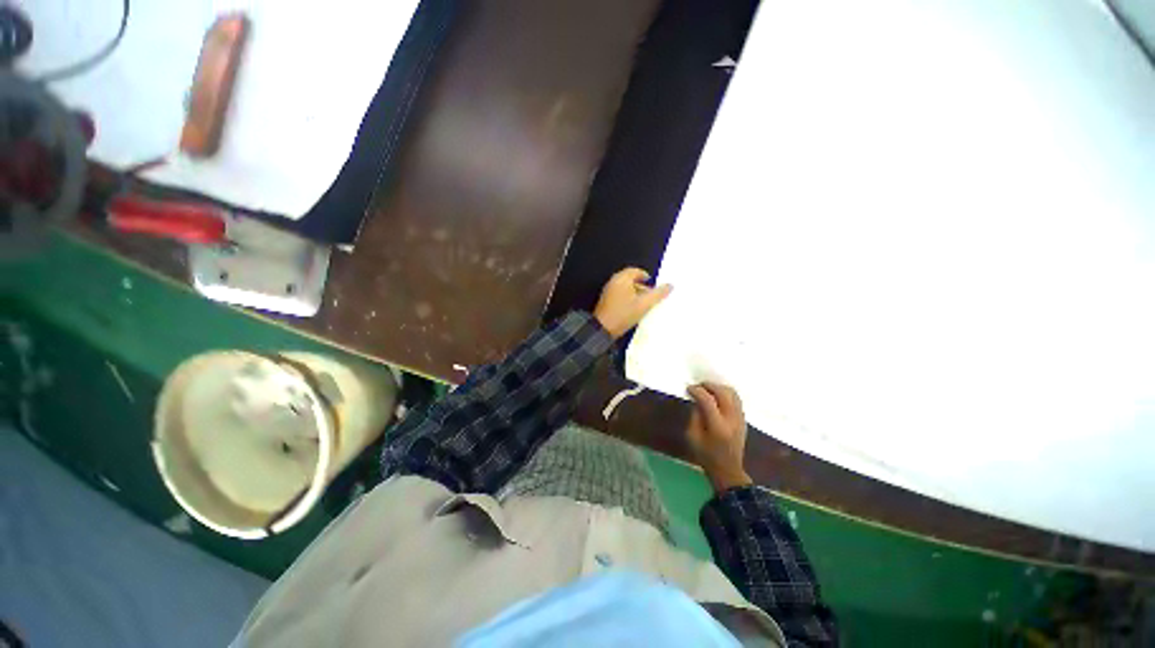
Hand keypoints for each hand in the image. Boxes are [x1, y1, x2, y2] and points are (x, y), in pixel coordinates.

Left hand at [593, 267, 671, 339]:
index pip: (635, 271)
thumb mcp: (644, 304)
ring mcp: (608, 291)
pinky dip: (628, 298)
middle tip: (651, 295)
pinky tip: (634, 308)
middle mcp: (614, 281)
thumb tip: (670, 285)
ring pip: (625, 288)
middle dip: (642, 286)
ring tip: (644, 303)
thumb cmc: (624, 314)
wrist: (603, 329)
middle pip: (630, 279)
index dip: (646, 276)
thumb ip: (658, 294)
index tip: (653, 285)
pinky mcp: (606, 300)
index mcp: (622, 278)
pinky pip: (620, 294)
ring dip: (635, 293)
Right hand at [687, 382, 751, 492]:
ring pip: (733, 394)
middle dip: (710, 386)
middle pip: (723, 393)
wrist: (728, 470)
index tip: (689, 388)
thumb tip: (697, 400)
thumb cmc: (706, 455)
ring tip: (708, 389)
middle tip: (699, 385)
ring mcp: (740, 419)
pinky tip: (717, 397)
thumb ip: (695, 416)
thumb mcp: (692, 436)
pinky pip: (737, 400)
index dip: (697, 391)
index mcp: (717, 426)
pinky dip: (726, 394)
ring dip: (719, 388)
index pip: (708, 400)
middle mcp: (731, 420)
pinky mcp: (743, 420)